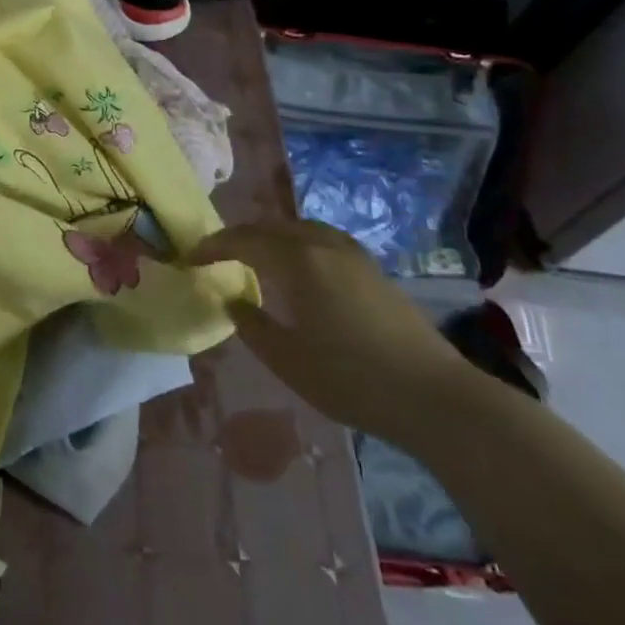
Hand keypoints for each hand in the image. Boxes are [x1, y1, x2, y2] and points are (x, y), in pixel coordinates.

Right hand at [189, 220, 471, 444]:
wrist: (434, 397)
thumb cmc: (352, 380)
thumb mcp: (287, 360)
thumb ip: (251, 325)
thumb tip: (232, 299)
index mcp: (297, 262)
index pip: (243, 241)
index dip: (213, 246)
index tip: (190, 258)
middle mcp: (323, 246)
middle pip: (271, 227)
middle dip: (239, 236)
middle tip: (217, 254)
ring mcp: (353, 255)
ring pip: (300, 228)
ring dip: (270, 235)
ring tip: (255, 255)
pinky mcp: (373, 269)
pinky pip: (323, 238)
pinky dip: (298, 241)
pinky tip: (300, 266)